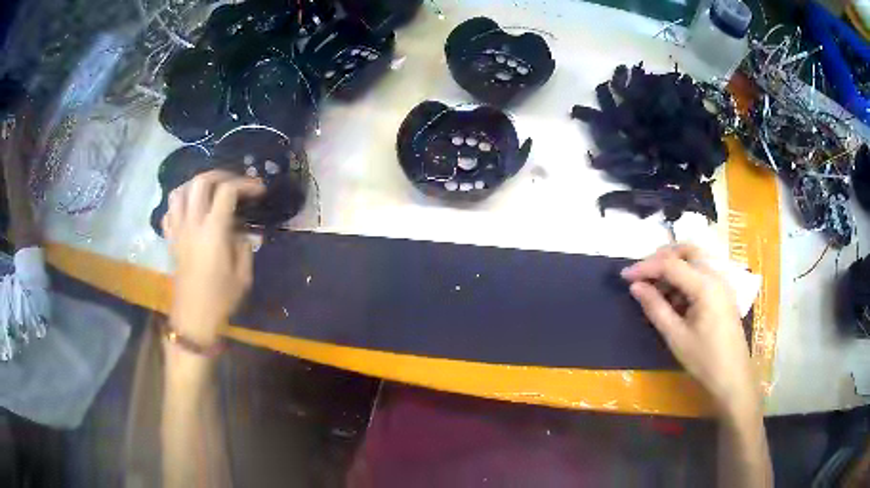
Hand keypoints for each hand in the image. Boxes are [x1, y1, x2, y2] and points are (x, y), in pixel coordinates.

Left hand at [163, 170, 264, 346]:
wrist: (193, 319)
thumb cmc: (220, 300)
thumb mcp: (243, 275)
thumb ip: (244, 246)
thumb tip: (240, 231)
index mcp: (213, 232)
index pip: (227, 191)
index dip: (245, 184)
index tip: (259, 189)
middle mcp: (192, 224)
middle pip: (201, 182)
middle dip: (220, 175)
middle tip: (234, 182)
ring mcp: (178, 231)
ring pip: (179, 191)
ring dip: (196, 184)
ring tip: (209, 191)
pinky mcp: (170, 240)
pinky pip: (169, 211)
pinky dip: (179, 203)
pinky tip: (189, 211)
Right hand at [621, 244, 758, 416]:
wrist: (733, 377)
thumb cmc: (704, 360)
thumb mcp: (676, 336)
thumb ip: (655, 307)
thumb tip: (635, 286)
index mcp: (705, 285)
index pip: (671, 264)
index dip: (645, 267)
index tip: (624, 276)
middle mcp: (716, 275)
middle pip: (687, 250)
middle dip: (662, 258)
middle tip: (643, 275)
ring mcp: (722, 282)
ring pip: (695, 259)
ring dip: (674, 266)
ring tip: (656, 289)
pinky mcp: (723, 292)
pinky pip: (702, 272)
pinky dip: (685, 276)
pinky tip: (675, 298)